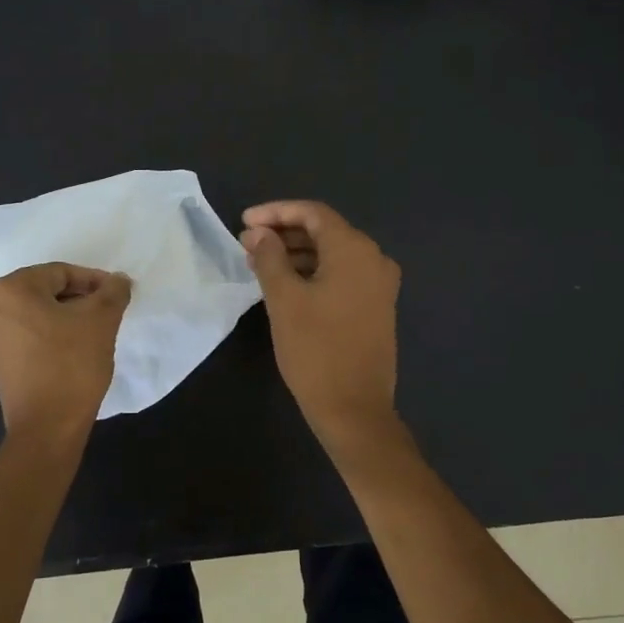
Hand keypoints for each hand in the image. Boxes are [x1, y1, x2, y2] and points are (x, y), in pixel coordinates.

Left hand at [0, 264, 131, 436]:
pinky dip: (52, 335)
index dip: (93, 280)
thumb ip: (112, 292)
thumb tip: (119, 280)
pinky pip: (29, 336)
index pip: (60, 272)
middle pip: (46, 291)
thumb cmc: (72, 364)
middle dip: (80, 298)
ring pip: (38, 314)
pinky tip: (76, 350)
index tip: (117, 295)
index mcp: (11, 290)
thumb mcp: (101, 320)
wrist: (47, 427)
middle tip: (108, 311)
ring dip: (67, 317)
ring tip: (96, 331)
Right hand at [239, 201, 401, 440]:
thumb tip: (259, 232)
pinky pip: (342, 275)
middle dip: (284, 233)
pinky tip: (286, 284)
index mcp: (355, 250)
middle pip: (325, 231)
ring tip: (260, 264)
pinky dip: (314, 272)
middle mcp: (374, 259)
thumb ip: (270, 257)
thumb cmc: (316, 350)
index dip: (276, 212)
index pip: (313, 213)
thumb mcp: (284, 300)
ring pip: (333, 254)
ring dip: (297, 254)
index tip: (244, 222)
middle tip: (247, 244)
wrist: (355, 410)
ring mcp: (379, 285)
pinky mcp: (376, 307)